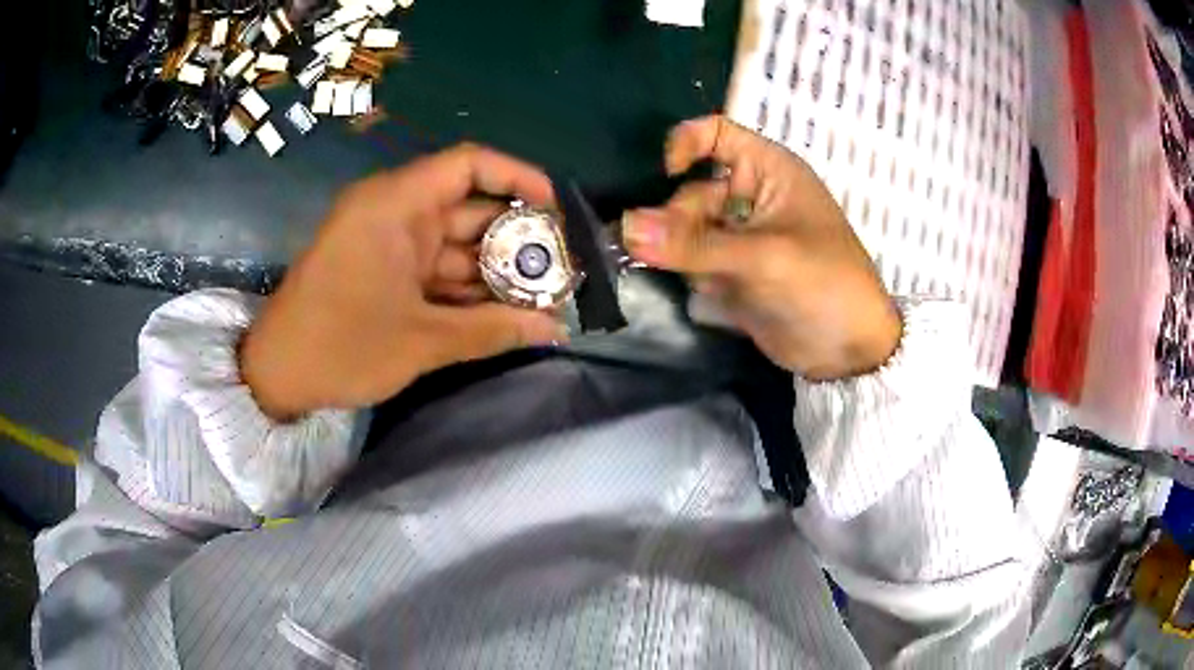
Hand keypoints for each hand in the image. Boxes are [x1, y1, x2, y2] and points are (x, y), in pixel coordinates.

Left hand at [241, 144, 565, 418]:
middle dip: (515, 241)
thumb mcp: (421, 342)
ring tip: (542, 302)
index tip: (556, 212)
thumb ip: (492, 331)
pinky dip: (466, 289)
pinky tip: (503, 313)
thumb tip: (557, 331)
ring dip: (494, 272)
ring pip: (455, 245)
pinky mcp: (384, 270)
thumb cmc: (340, 347)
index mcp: (394, 205)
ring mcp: (388, 243)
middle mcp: (393, 212)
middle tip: (559, 275)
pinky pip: (436, 269)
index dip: (518, 177)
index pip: (468, 164)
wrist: (277, 376)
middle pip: (469, 209)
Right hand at [623, 116, 900, 380]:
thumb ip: (694, 245)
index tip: (666, 174)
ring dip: (680, 251)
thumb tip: (625, 228)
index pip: (716, 133)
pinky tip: (714, 292)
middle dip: (678, 221)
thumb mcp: (763, 258)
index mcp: (769, 171)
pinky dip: (690, 273)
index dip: (686, 143)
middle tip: (669, 253)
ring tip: (702, 277)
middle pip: (691, 191)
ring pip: (686, 229)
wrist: (848, 351)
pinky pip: (692, 260)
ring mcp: (740, 235)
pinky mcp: (731, 270)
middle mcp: (750, 196)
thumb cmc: (823, 285)